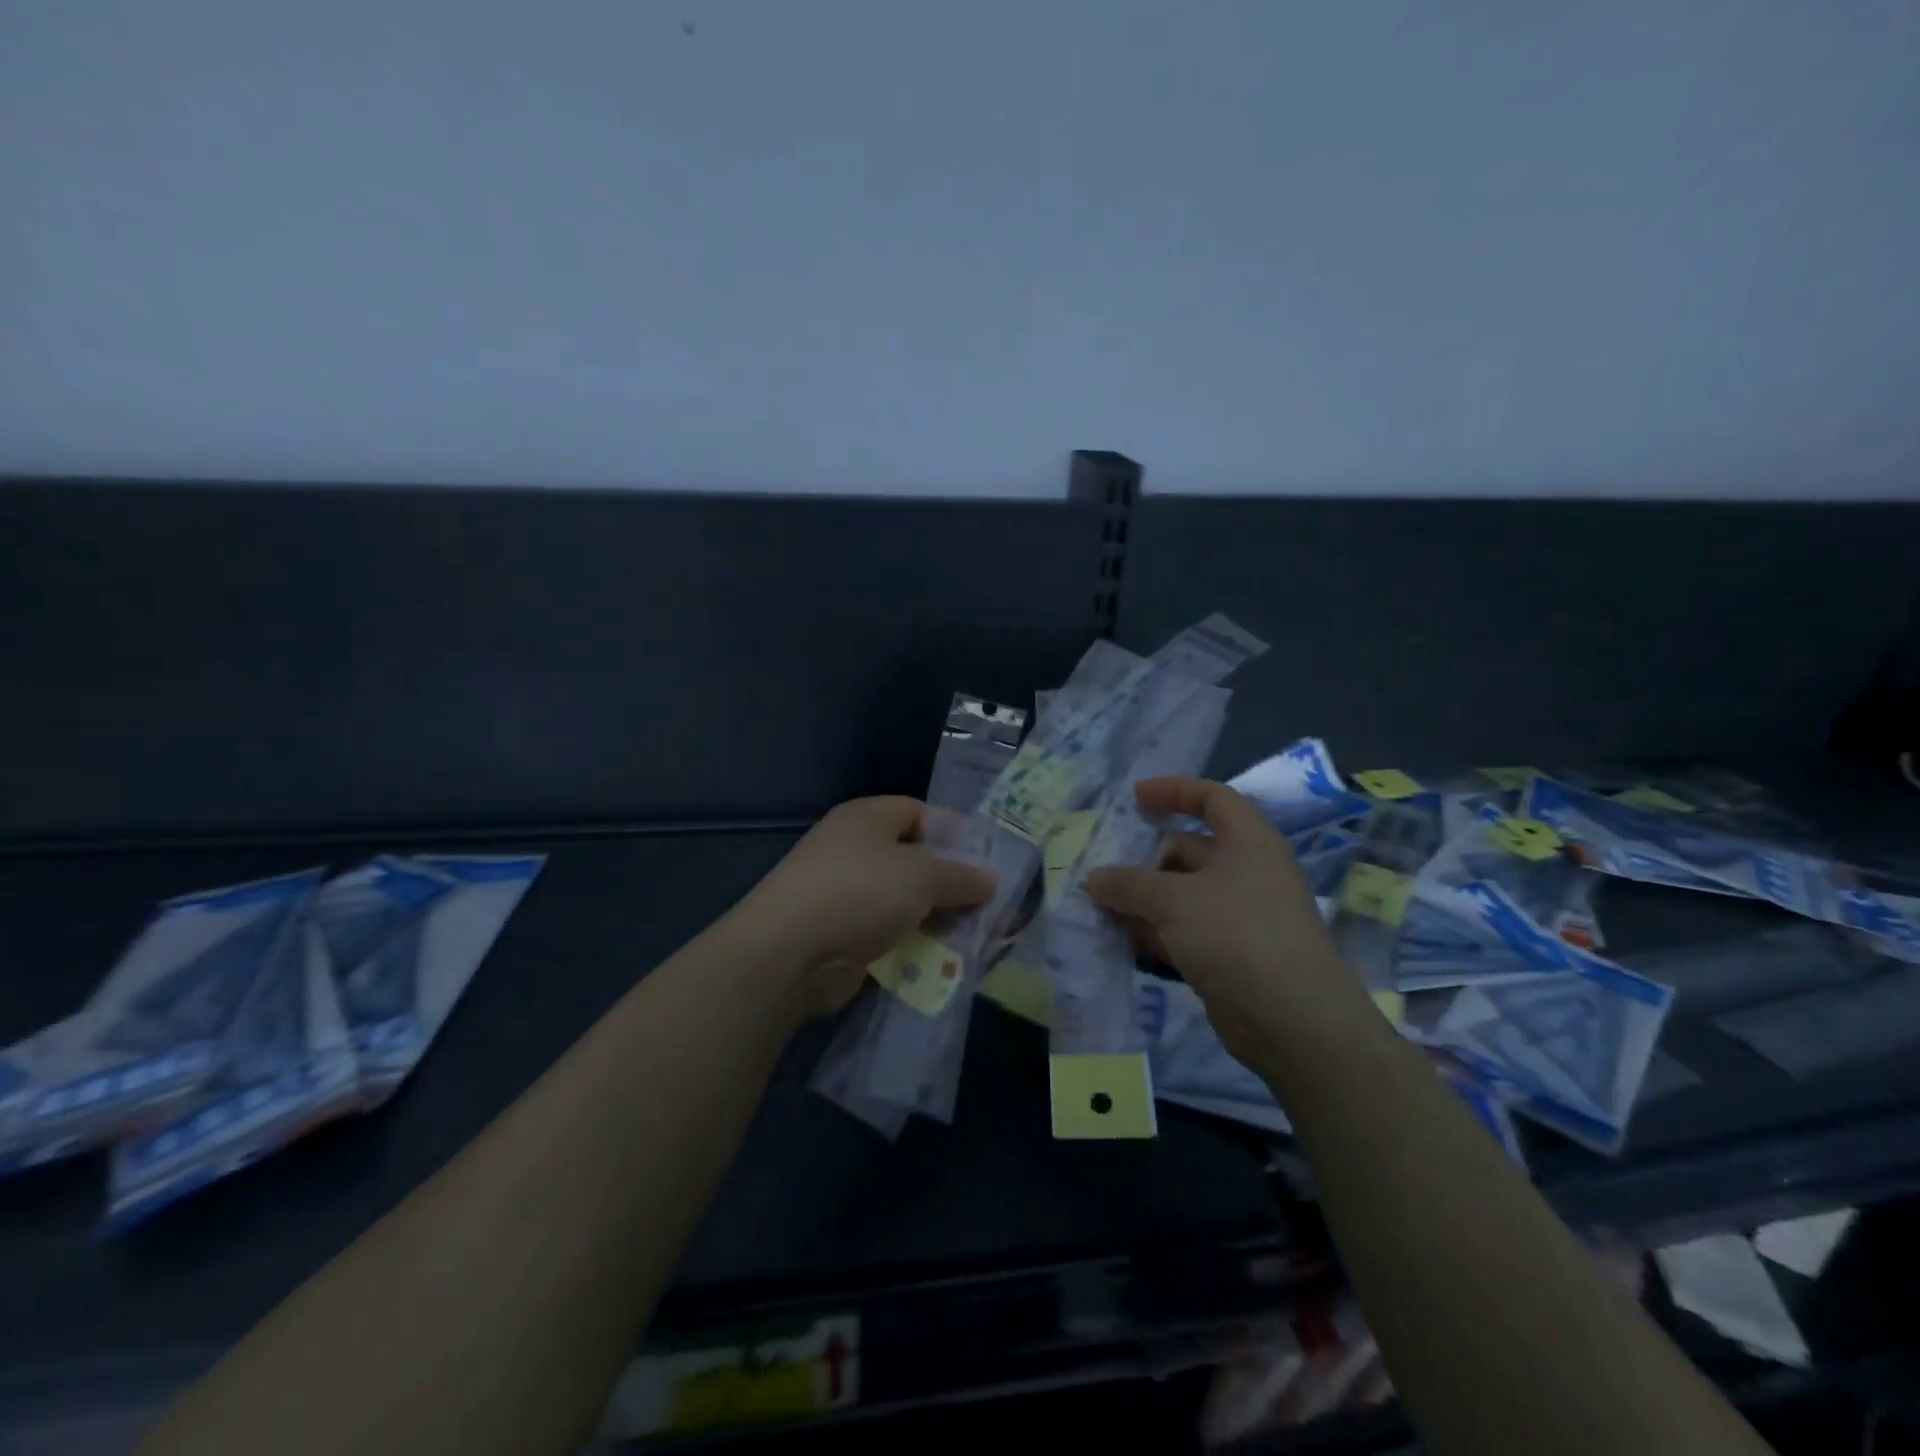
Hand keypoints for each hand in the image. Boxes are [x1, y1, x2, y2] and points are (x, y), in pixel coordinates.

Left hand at [732, 797, 997, 1016]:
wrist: (789, 953)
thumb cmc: (860, 892)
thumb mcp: (922, 876)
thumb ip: (961, 876)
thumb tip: (990, 880)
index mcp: (867, 817)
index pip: (919, 812)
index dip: (954, 832)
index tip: (986, 859)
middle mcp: (854, 848)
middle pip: (914, 857)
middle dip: (950, 880)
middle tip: (988, 903)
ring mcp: (844, 891)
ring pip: (903, 898)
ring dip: (936, 915)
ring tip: (974, 934)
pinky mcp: (841, 931)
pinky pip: (888, 929)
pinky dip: (913, 939)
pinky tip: (941, 956)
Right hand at [1084, 777, 1373, 1068]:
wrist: (1292, 1021)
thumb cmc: (1237, 935)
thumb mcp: (1175, 900)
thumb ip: (1129, 884)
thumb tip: (1094, 878)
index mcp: (1248, 842)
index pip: (1212, 799)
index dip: (1174, 791)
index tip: (1134, 798)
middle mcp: (1246, 872)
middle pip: (1188, 850)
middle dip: (1144, 859)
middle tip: (1102, 869)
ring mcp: (1238, 915)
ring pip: (1181, 894)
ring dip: (1143, 899)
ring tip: (1099, 905)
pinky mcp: (1229, 954)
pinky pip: (1183, 930)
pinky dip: (1155, 931)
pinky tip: (1121, 939)